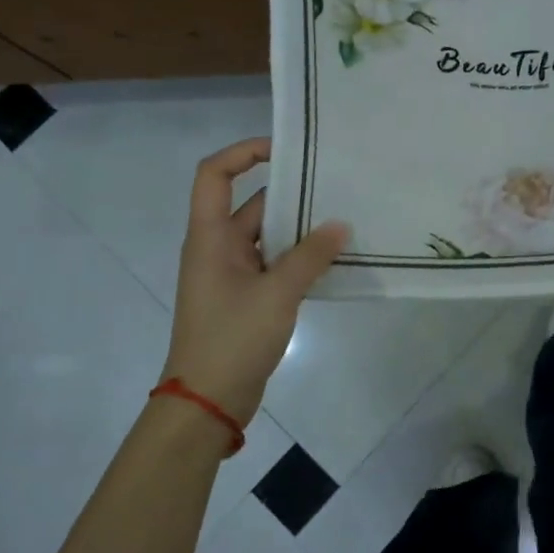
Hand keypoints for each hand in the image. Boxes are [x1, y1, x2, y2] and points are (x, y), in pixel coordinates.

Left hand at [158, 138, 348, 420]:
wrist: (208, 402)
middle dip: (292, 193)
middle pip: (253, 204)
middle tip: (337, 185)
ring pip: (269, 236)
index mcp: (210, 237)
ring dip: (301, 228)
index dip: (244, 152)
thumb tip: (341, 224)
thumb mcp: (277, 294)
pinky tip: (335, 258)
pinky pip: (276, 263)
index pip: (214, 174)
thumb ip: (310, 256)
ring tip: (345, 217)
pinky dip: (300, 257)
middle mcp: (218, 248)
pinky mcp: (247, 296)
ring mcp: (233, 273)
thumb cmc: (232, 339)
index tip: (286, 150)